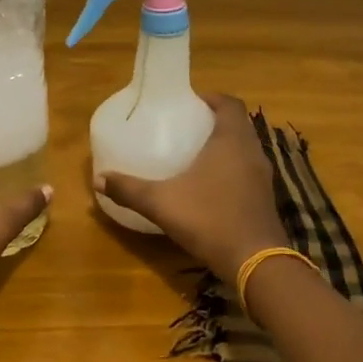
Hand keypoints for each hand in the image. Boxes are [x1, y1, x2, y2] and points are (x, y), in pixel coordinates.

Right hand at [96, 94, 285, 278]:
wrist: (255, 263)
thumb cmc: (210, 219)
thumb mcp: (162, 203)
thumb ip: (129, 189)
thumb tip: (98, 179)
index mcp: (231, 141)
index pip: (230, 103)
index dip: (211, 98)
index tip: (189, 102)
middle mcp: (251, 152)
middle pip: (237, 124)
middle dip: (214, 120)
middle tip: (185, 125)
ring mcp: (262, 177)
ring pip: (244, 148)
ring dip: (224, 145)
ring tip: (194, 152)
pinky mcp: (265, 198)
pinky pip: (247, 170)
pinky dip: (231, 168)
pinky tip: (208, 184)